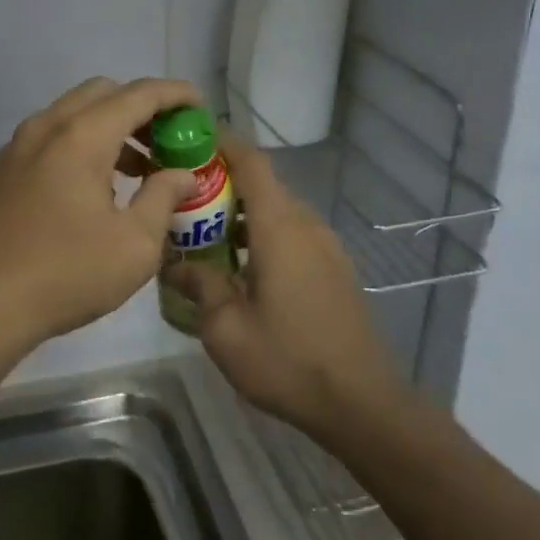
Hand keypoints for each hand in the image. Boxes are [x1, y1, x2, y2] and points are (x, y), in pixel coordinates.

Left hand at [0, 77, 201, 356]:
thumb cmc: (66, 274)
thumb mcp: (134, 245)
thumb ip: (163, 197)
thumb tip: (181, 173)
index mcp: (81, 136)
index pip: (139, 94)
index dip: (175, 94)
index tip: (200, 107)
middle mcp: (47, 127)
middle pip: (103, 93)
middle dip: (142, 108)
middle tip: (169, 141)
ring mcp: (18, 146)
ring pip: (74, 113)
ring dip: (112, 127)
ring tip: (140, 170)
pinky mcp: (3, 169)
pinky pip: (52, 136)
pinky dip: (83, 142)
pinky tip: (96, 188)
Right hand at [164, 135, 409, 442]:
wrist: (362, 402)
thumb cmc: (288, 360)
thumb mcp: (226, 329)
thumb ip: (200, 286)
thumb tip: (177, 264)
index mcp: (280, 228)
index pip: (252, 163)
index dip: (223, 143)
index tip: (191, 137)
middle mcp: (306, 226)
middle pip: (263, 185)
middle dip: (223, 183)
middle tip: (183, 198)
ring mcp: (327, 247)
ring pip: (278, 212)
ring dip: (243, 213)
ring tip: (206, 235)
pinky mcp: (335, 270)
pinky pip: (293, 234)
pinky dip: (263, 235)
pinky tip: (242, 268)